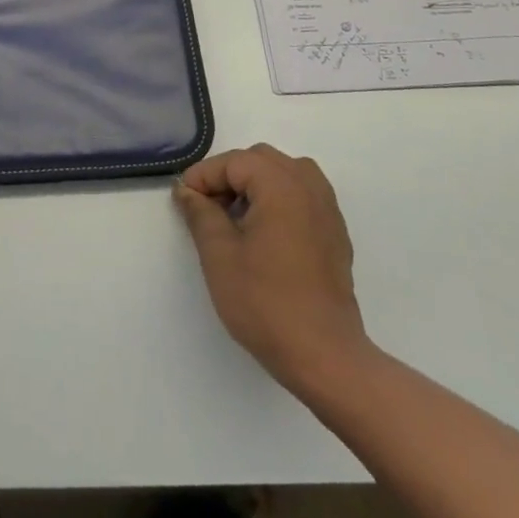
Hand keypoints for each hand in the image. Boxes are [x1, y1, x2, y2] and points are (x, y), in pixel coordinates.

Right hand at [174, 145, 373, 399]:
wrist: (325, 357)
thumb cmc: (266, 302)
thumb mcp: (219, 255)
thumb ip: (200, 213)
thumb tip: (187, 190)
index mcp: (282, 185)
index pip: (233, 162)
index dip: (203, 177)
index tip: (183, 202)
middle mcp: (309, 186)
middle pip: (260, 160)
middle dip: (228, 177)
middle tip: (205, 209)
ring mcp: (328, 210)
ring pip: (284, 174)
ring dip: (254, 185)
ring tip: (234, 218)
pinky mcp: (335, 233)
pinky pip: (302, 196)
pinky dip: (277, 200)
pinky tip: (263, 234)